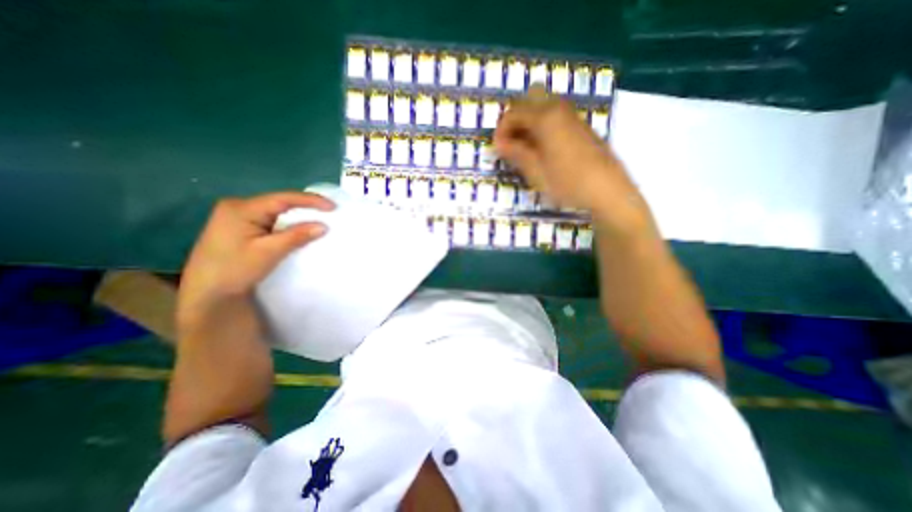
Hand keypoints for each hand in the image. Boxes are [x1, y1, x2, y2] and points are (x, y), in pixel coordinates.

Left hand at [178, 191, 333, 326]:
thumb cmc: (234, 270)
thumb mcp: (269, 252)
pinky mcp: (239, 226)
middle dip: (305, 207)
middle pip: (279, 202)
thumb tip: (323, 226)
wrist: (206, 293)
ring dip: (296, 216)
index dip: (310, 200)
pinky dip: (287, 224)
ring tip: (319, 219)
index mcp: (241, 208)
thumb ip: (296, 236)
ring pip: (275, 211)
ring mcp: (237, 216)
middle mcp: (238, 206)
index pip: (283, 198)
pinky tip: (298, 228)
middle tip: (329, 213)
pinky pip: (270, 219)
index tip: (333, 207)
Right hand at [496, 87, 652, 234]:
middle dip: (515, 118)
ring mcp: (572, 115)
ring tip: (525, 148)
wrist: (607, 190)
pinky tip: (542, 149)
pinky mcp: (580, 125)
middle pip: (528, 99)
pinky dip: (542, 125)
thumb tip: (499, 143)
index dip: (501, 130)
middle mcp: (558, 108)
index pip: (513, 112)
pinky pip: (554, 115)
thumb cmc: (568, 183)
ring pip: (542, 105)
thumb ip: (516, 153)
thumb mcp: (536, 172)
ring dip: (528, 121)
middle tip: (511, 143)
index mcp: (545, 117)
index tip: (498, 150)